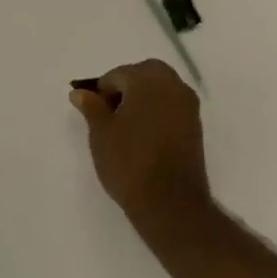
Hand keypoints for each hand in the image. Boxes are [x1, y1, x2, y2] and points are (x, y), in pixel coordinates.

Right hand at [70, 59, 213, 238]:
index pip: (117, 75)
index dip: (101, 92)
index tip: (93, 114)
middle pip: (143, 74)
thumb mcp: (100, 133)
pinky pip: (171, 106)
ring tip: (125, 127)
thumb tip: (80, 92)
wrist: (170, 203)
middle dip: (124, 88)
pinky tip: (143, 136)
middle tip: (108, 115)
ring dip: (142, 98)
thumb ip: (91, 107)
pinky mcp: (196, 125)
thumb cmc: (129, 162)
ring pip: (160, 88)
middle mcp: (172, 84)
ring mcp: (188, 105)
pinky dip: (156, 111)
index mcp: (147, 79)